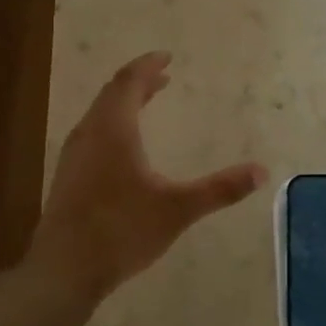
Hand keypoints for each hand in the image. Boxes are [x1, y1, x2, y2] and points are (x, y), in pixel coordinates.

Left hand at [32, 52, 265, 300]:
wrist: (63, 269)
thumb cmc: (121, 230)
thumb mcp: (177, 209)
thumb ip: (219, 189)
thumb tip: (261, 171)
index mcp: (114, 129)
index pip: (129, 81)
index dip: (148, 65)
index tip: (167, 56)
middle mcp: (90, 133)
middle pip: (112, 93)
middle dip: (139, 81)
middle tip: (163, 76)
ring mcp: (74, 155)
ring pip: (100, 113)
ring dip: (124, 101)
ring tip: (147, 102)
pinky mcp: (69, 176)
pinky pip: (93, 132)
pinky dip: (114, 123)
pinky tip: (125, 146)